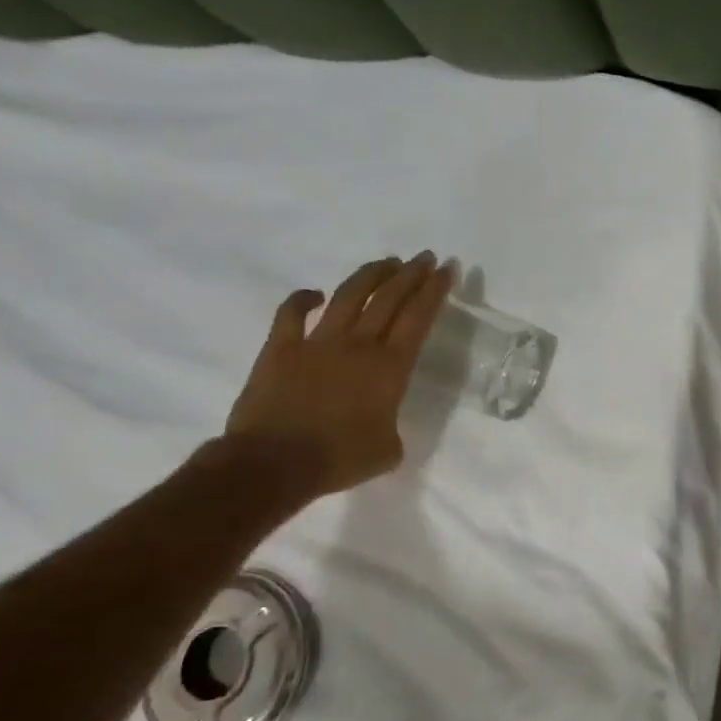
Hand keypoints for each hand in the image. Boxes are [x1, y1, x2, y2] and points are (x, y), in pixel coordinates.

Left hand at [224, 254, 453, 497]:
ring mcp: (317, 343)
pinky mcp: (280, 348)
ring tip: (387, 262)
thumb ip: (391, 427)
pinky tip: (315, 293)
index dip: (434, 291)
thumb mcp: (387, 451)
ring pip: (349, 296)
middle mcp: (358, 345)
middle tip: (425, 257)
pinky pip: (291, 313)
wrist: (273, 463)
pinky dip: (303, 299)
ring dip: (371, 275)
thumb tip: (383, 422)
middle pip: (389, 299)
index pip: (418, 318)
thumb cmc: (338, 459)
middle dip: (411, 274)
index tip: (446, 270)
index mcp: (389, 368)